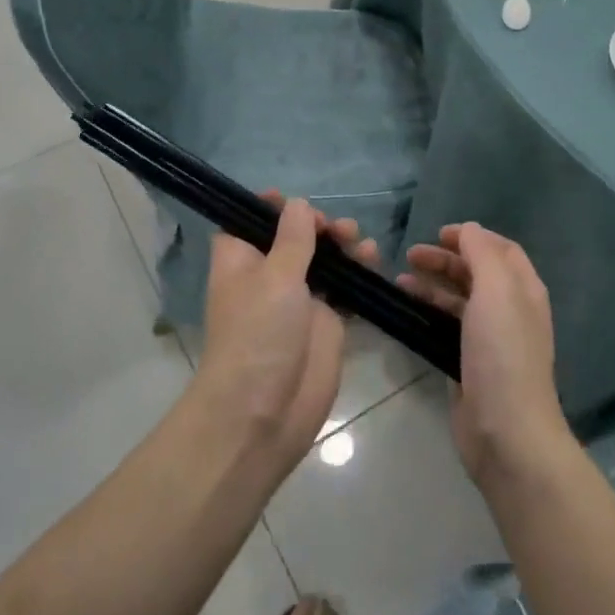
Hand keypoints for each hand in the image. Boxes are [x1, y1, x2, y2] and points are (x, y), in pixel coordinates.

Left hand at [196, 195, 375, 471]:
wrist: (264, 413)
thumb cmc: (259, 335)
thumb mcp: (275, 277)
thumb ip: (293, 239)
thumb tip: (298, 204)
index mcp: (241, 260)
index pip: (250, 222)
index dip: (271, 208)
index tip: (296, 201)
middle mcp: (267, 276)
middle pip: (294, 237)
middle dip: (317, 225)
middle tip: (335, 229)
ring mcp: (297, 300)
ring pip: (323, 260)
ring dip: (341, 246)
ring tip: (358, 242)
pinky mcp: (325, 323)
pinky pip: (344, 289)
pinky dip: (358, 274)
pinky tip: (373, 262)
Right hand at [399, 223, 570, 482]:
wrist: (506, 430)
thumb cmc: (503, 352)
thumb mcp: (496, 289)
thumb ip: (482, 253)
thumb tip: (469, 230)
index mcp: (523, 290)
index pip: (501, 249)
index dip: (472, 237)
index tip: (438, 234)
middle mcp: (510, 310)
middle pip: (476, 273)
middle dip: (445, 260)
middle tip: (410, 255)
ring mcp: (489, 340)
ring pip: (458, 300)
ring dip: (432, 285)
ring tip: (400, 281)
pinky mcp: (468, 364)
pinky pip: (446, 327)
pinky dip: (428, 313)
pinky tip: (406, 312)